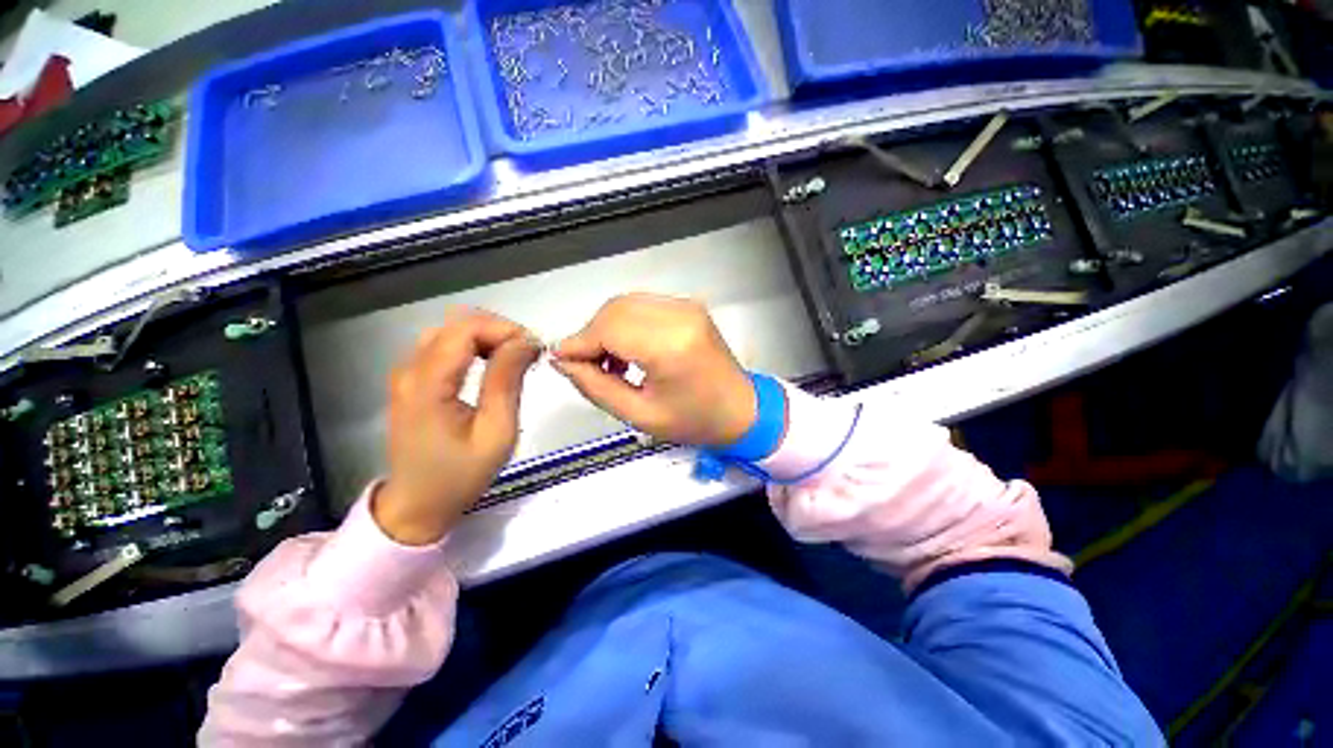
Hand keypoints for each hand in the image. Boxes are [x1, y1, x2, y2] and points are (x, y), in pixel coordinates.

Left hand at [375, 309, 540, 544]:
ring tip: (514, 359)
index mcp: (428, 383)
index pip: (466, 329)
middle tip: (529, 354)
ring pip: (450, 331)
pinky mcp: (412, 381)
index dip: (505, 329)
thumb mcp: (496, 431)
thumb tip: (526, 342)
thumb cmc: (460, 474)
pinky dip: (474, 346)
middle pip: (457, 324)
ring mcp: (407, 374)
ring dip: (487, 337)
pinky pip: (444, 347)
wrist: (417, 505)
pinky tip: (492, 364)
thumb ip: (507, 381)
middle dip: (499, 331)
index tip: (535, 349)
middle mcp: (410, 369)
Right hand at [551, 294, 758, 446]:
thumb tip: (564, 361)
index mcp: (670, 346)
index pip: (608, 329)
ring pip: (626, 305)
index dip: (578, 343)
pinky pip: (643, 307)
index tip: (560, 360)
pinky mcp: (689, 307)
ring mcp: (686, 307)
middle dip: (591, 336)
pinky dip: (626, 325)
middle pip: (614, 310)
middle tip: (587, 367)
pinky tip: (629, 352)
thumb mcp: (639, 415)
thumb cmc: (695, 421)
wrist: (742, 410)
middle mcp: (679, 316)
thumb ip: (596, 387)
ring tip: (611, 365)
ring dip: (607, 329)